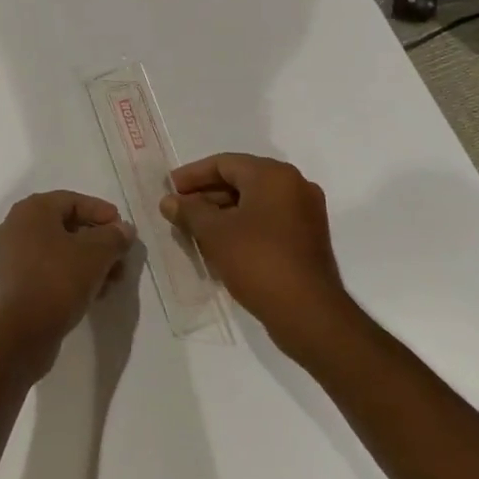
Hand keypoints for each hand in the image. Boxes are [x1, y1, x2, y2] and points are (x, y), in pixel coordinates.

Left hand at [0, 191, 133, 373]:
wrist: (18, 333)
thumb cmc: (57, 280)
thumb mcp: (95, 254)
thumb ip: (114, 237)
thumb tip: (124, 229)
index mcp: (31, 210)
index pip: (72, 201)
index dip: (102, 212)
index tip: (124, 229)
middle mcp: (16, 227)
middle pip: (65, 226)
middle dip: (98, 241)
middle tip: (121, 258)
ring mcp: (10, 257)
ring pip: (57, 251)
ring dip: (87, 261)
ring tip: (112, 280)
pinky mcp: (13, 284)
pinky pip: (47, 270)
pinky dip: (71, 276)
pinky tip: (92, 293)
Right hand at [160, 153, 352, 349]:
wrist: (309, 314)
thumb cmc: (257, 261)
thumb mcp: (214, 233)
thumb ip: (189, 211)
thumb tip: (169, 201)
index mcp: (273, 175)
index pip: (224, 163)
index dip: (192, 175)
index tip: (169, 189)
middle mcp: (294, 186)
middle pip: (240, 180)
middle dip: (206, 195)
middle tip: (179, 211)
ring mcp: (305, 213)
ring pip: (254, 202)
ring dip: (222, 213)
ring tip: (194, 230)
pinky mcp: (307, 238)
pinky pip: (268, 221)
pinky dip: (242, 226)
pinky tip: (220, 245)